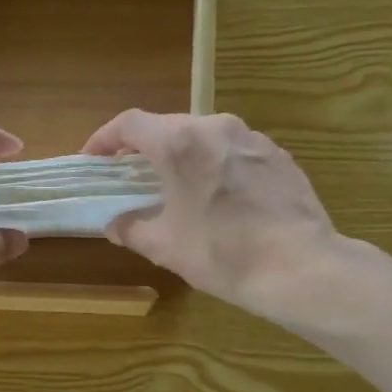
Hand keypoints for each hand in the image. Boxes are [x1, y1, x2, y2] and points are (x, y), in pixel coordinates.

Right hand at [83, 110, 337, 312]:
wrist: (299, 267)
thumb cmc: (222, 253)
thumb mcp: (164, 246)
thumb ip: (131, 228)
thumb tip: (115, 224)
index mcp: (180, 143)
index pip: (129, 124)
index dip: (104, 139)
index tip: (92, 159)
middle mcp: (216, 127)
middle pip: (168, 126)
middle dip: (143, 149)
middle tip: (130, 177)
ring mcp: (253, 138)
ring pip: (204, 137)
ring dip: (181, 157)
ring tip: (175, 187)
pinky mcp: (279, 156)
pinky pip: (234, 152)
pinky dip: (214, 166)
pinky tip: (217, 199)